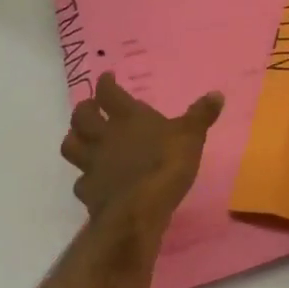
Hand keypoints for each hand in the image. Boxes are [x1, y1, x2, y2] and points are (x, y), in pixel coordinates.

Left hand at [59, 72, 223, 228]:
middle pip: (81, 117)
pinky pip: (81, 181)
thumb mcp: (191, 136)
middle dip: (84, 109)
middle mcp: (105, 136)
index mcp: (128, 117)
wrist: (138, 209)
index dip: (106, 83)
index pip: (109, 93)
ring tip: (82, 139)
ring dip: (74, 139)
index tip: (106, 78)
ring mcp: (93, 164)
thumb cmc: (165, 164)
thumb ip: (201, 115)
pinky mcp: (89, 192)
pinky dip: (85, 178)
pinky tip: (94, 180)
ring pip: (71, 146)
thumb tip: (216, 93)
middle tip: (91, 108)